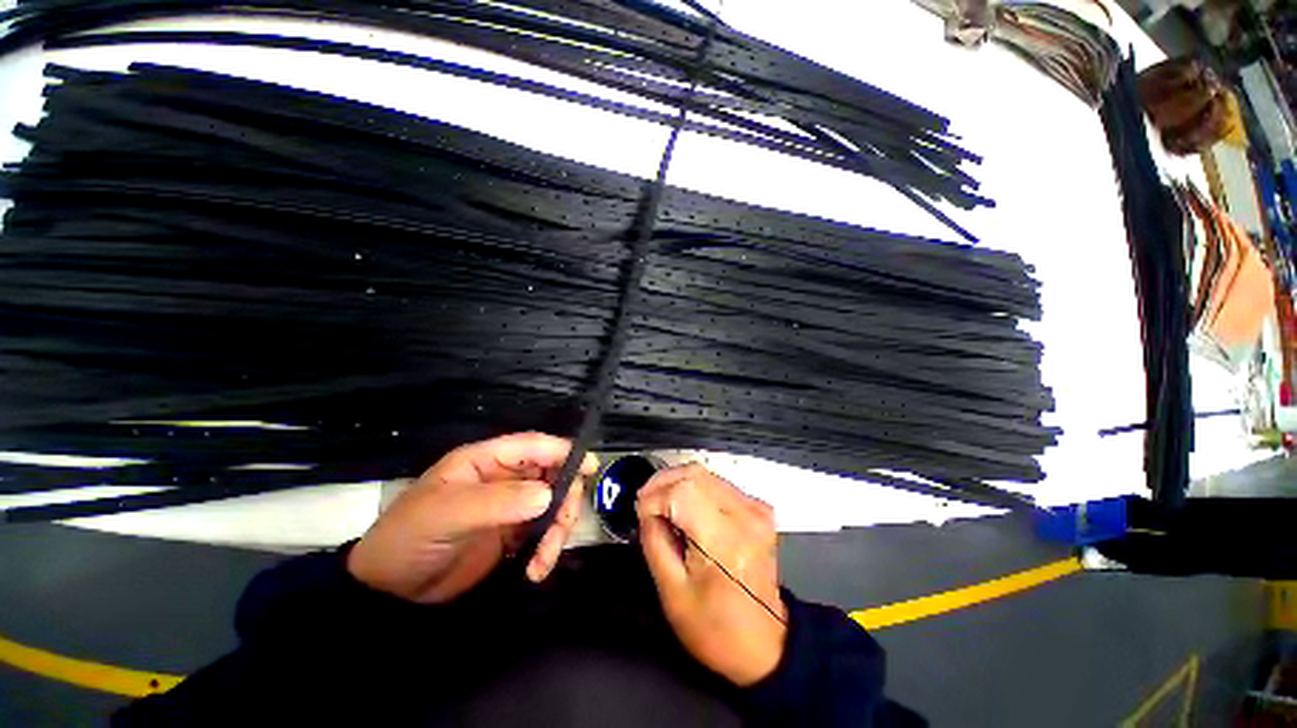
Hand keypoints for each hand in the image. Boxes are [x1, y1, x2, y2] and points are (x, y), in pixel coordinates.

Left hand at [347, 432, 597, 603]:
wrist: (389, 592)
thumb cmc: (410, 539)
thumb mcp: (447, 515)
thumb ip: (498, 501)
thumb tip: (548, 495)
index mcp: (486, 461)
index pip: (532, 446)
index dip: (562, 451)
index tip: (589, 467)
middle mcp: (503, 478)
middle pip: (551, 474)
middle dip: (563, 499)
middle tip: (561, 527)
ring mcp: (510, 506)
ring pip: (553, 504)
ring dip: (557, 529)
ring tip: (544, 560)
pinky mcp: (512, 533)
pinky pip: (544, 531)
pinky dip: (547, 548)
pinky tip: (536, 569)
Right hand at [636, 464, 786, 686]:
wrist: (763, 644)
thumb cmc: (716, 628)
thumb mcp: (672, 592)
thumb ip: (654, 542)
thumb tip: (646, 511)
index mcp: (724, 539)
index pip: (681, 492)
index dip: (654, 497)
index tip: (640, 512)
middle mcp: (745, 516)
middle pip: (694, 474)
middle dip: (662, 482)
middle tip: (645, 502)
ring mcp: (755, 509)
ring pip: (705, 473)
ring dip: (677, 483)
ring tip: (661, 504)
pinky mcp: (758, 509)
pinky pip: (718, 484)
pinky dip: (695, 489)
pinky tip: (684, 508)